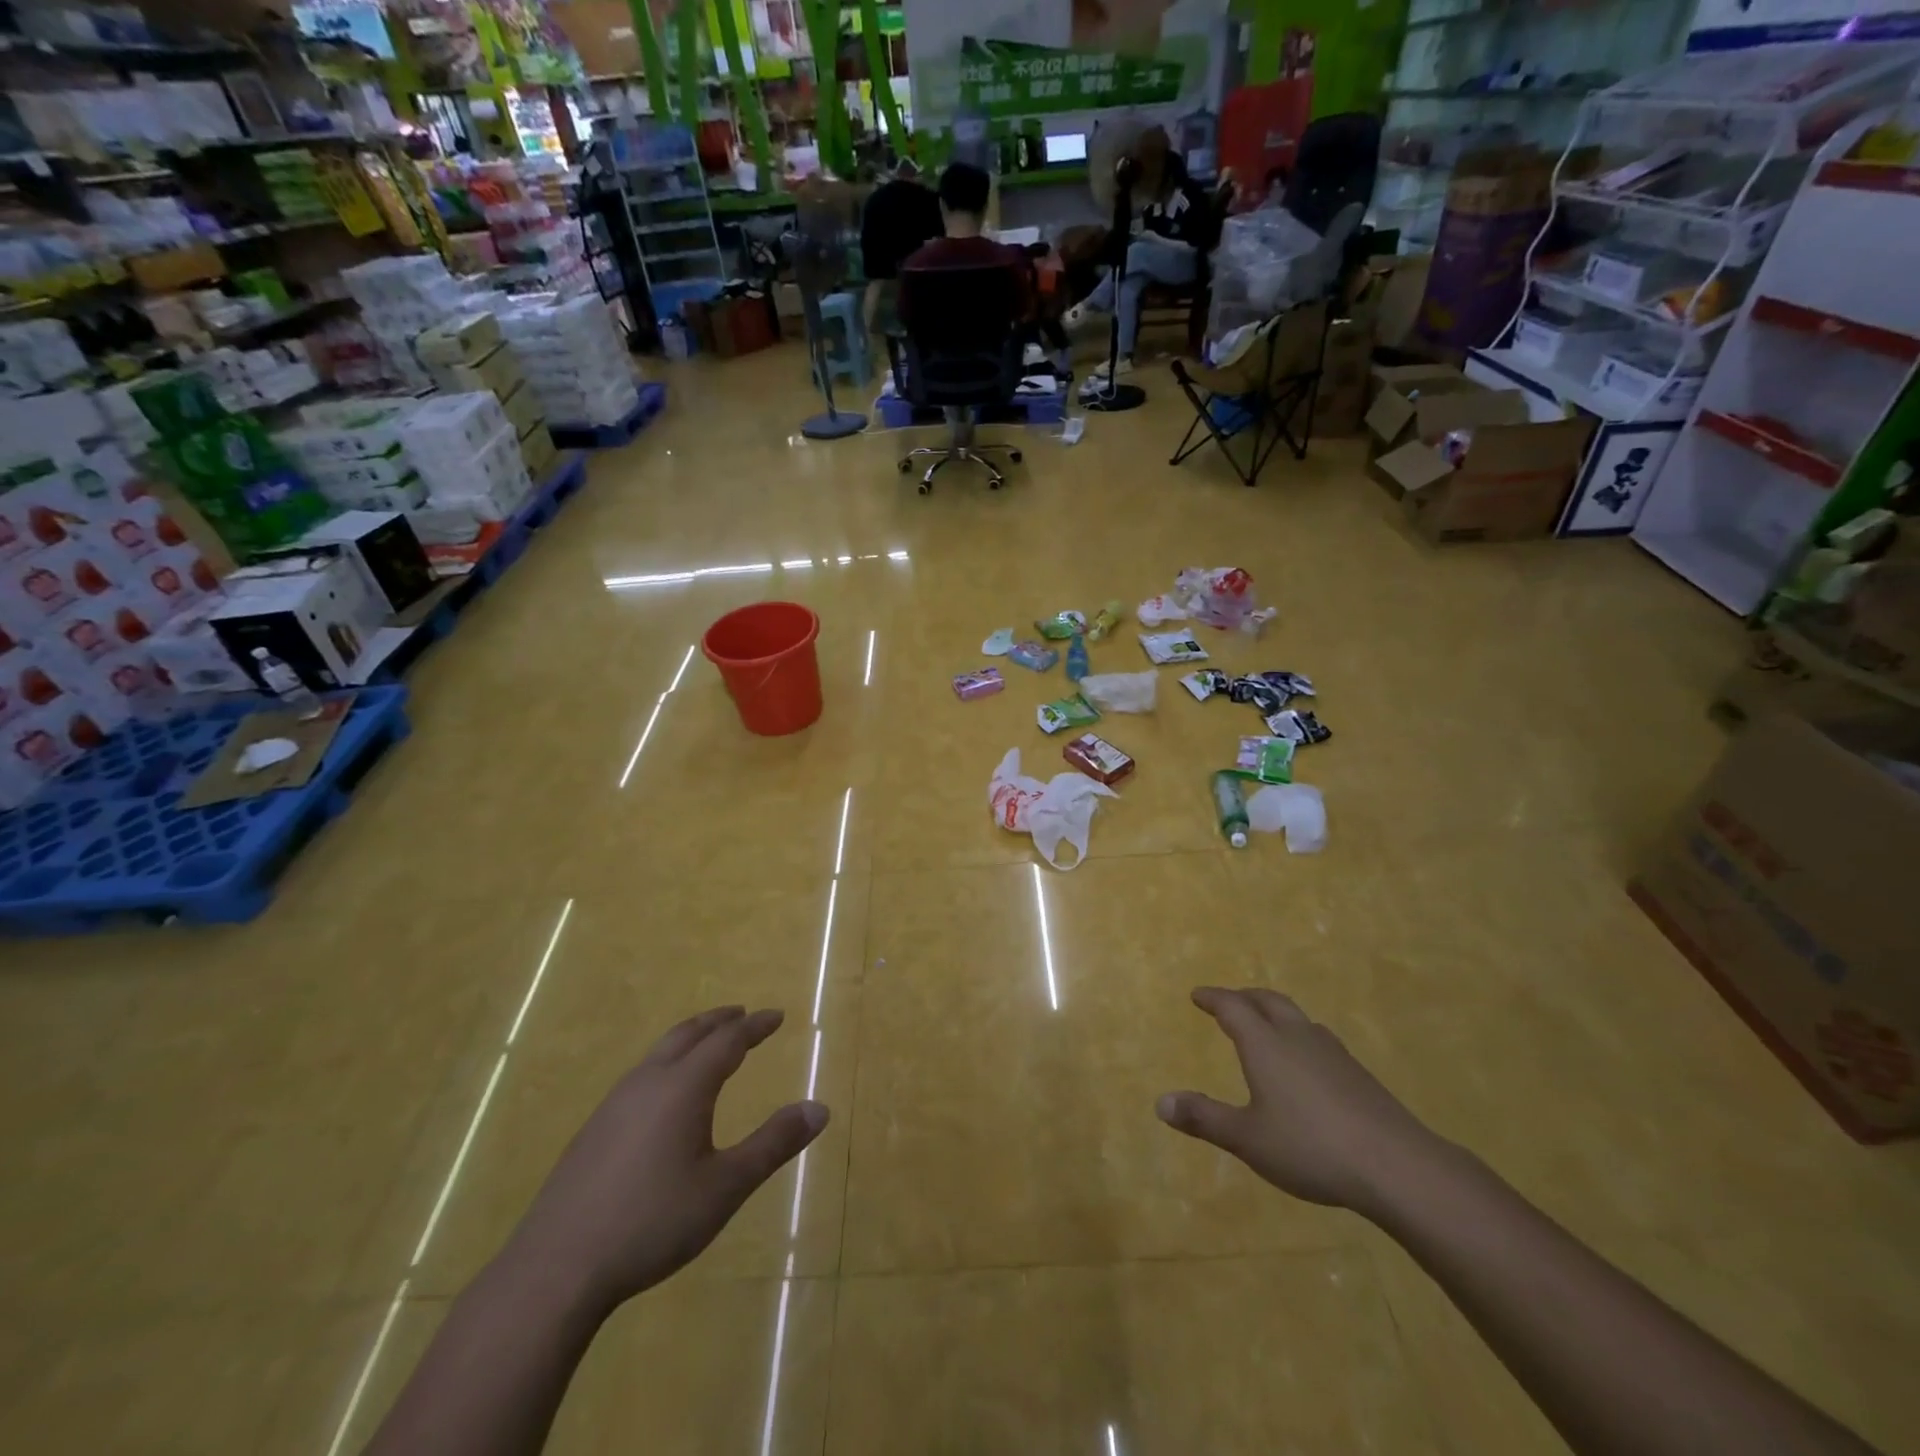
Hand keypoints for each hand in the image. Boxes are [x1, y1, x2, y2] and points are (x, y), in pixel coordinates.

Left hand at [506, 1007, 826, 1313]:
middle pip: (688, 1034)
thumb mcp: (725, 1187)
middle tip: (742, 1015)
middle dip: (719, 1021)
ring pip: (659, 1052)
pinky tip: (664, 1097)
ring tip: (707, 1046)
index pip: (728, 1041)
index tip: (777, 1016)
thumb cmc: (651, 1222)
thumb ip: (773, 1144)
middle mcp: (648, 1082)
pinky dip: (666, 1063)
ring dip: (690, 1039)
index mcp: (683, 1087)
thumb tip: (819, 1109)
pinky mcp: (592, 1130)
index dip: (755, 1026)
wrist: (554, 1269)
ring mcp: (614, 1104)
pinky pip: (640, 1076)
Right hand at [1156, 987, 1439, 1216]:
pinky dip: (1299, 1036)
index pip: (1233, 1008)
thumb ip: (1205, 1118)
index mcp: (1265, 1044)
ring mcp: (1332, 1053)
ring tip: (1266, 1025)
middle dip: (1244, 996)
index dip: (1213, 998)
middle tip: (1228, 1000)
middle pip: (1267, 1001)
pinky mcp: (1358, 1074)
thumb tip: (1160, 1102)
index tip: (1197, 995)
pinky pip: (1318, 1039)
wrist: (1397, 1165)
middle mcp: (1297, 1037)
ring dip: (1275, 1013)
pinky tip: (1306, 1063)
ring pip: (1297, 1017)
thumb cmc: (1311, 1147)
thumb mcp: (1248, 1139)